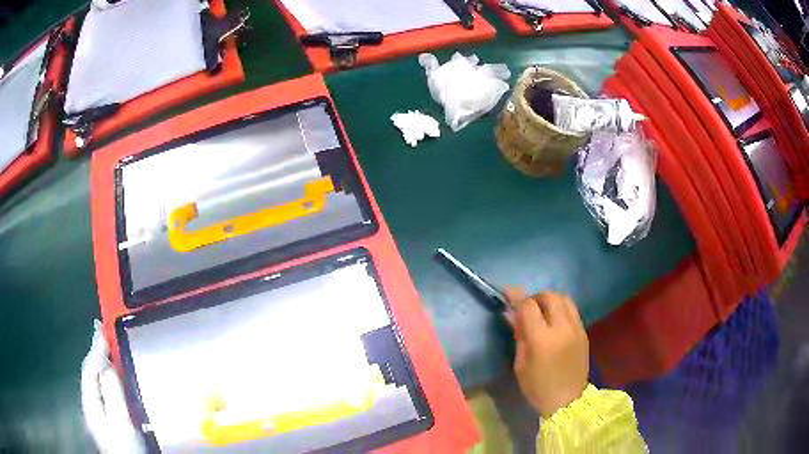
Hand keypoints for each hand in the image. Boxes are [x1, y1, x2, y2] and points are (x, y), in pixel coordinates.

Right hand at [506, 288, 588, 417]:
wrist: (567, 401)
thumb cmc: (538, 387)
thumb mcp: (520, 364)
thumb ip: (518, 335)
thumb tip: (511, 313)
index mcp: (542, 339)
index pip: (529, 306)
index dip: (516, 296)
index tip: (507, 292)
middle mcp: (562, 328)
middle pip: (550, 296)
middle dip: (535, 296)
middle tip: (526, 306)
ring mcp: (576, 328)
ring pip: (564, 299)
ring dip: (550, 300)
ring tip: (541, 311)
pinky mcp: (584, 332)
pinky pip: (572, 310)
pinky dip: (561, 308)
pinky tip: (554, 321)